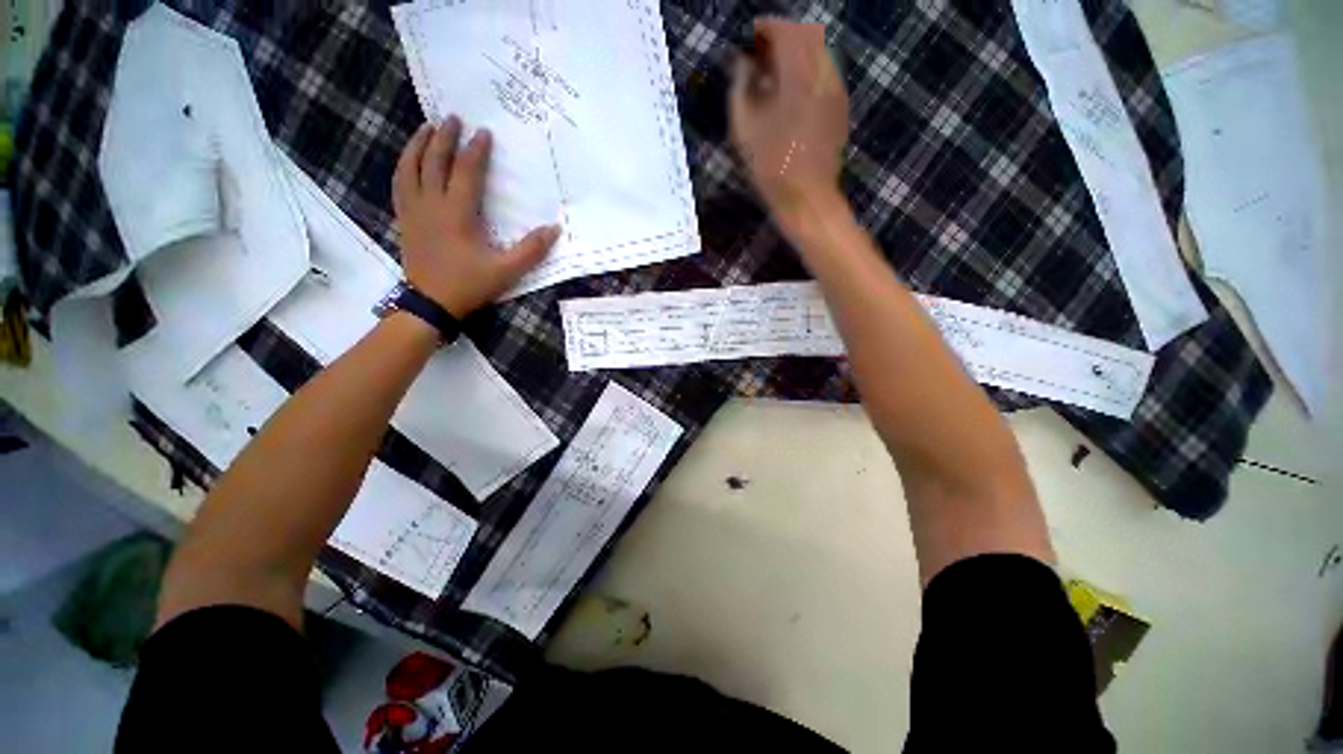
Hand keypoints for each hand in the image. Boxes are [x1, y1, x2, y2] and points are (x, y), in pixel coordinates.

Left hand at [392, 117, 560, 317]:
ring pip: (409, 167)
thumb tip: (554, 229)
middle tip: (453, 118)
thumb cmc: (469, 285)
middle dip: (444, 137)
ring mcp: (413, 210)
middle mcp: (431, 204)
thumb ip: (531, 250)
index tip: (484, 132)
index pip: (467, 172)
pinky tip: (409, 161)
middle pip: (434, 161)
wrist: (430, 303)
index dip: (476, 151)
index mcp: (457, 213)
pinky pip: (399, 184)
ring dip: (418, 145)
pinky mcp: (405, 219)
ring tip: (426, 128)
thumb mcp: (506, 271)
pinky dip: (404, 166)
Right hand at [730, 19, 848, 222]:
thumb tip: (744, 64)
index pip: (785, 31)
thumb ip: (741, 88)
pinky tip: (793, 91)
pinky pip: (826, 72)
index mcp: (798, 75)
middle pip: (805, 36)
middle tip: (762, 54)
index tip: (751, 34)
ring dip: (797, 54)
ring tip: (775, 73)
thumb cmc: (771, 167)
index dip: (767, 27)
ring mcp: (836, 89)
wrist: (807, 197)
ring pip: (818, 53)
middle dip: (782, 38)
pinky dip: (808, 71)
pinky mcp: (841, 106)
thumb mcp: (745, 129)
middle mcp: (823, 73)